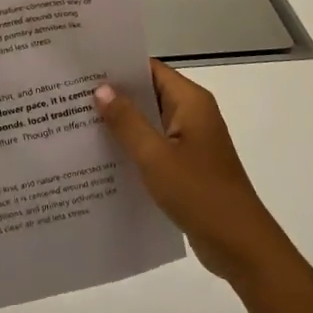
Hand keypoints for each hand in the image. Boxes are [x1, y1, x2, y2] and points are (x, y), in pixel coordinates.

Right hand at [95, 61, 285, 285]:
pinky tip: (102, 155)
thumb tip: (101, 88)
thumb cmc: (199, 193)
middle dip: (113, 94)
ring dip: (121, 122)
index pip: (149, 69)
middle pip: (148, 93)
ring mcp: (191, 140)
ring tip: (78, 121)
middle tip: (71, 94)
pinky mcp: (187, 164)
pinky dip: (132, 146)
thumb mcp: (155, 156)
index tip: (83, 68)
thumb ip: (127, 120)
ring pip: (149, 121)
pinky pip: (154, 145)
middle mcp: (193, 114)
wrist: (241, 246)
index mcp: (190, 101)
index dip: (118, 67)